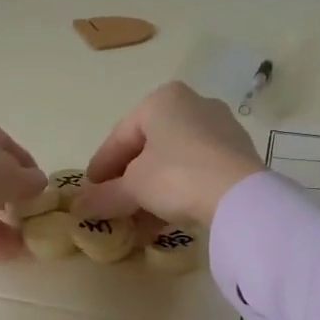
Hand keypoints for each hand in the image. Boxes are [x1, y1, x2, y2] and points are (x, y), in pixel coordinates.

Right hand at [74, 82, 264, 226]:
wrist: (239, 195)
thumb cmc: (176, 175)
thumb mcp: (133, 187)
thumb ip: (105, 195)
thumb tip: (80, 207)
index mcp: (163, 100)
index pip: (121, 134)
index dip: (101, 165)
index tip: (90, 190)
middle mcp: (194, 105)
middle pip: (149, 146)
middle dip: (128, 179)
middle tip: (112, 203)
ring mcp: (221, 128)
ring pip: (174, 160)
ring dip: (152, 189)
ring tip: (137, 219)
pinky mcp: (239, 154)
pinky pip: (198, 171)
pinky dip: (178, 191)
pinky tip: (165, 218)